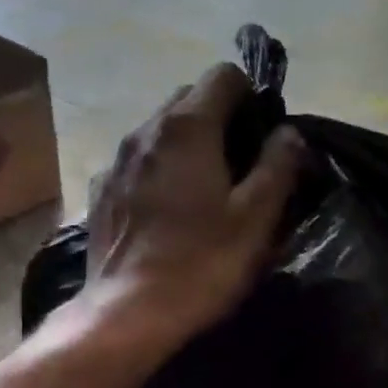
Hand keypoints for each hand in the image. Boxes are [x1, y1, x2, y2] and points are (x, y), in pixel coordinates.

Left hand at [76, 64, 305, 355]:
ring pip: (158, 130)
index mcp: (186, 127)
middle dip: (218, 117)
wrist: (127, 311)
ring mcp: (116, 160)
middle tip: (240, 163)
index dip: (250, 97)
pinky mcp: (101, 190)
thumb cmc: (200, 263)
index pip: (223, 76)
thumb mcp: (255, 218)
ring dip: (186, 143)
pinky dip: (156, 169)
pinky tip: (166, 210)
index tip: (262, 135)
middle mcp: (144, 131)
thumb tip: (287, 133)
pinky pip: (136, 162)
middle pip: (188, 98)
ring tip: (204, 188)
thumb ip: (277, 165)